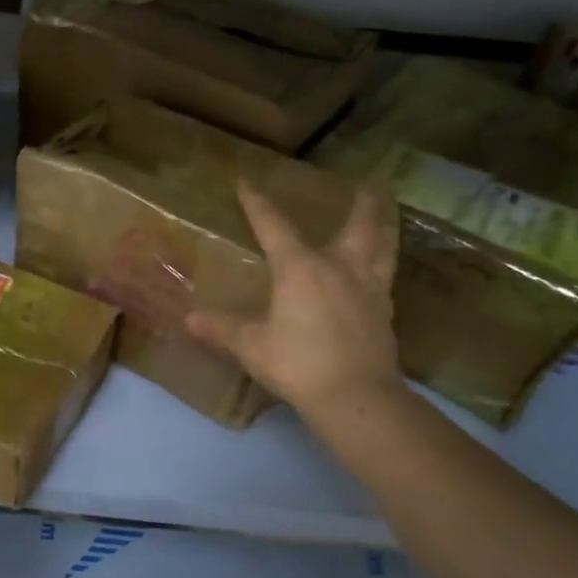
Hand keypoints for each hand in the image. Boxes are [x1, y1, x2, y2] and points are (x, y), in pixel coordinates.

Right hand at [187, 181, 405, 415]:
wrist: (355, 396)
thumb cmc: (298, 363)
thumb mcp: (252, 346)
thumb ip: (221, 329)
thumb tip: (188, 319)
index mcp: (301, 268)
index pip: (274, 226)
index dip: (257, 204)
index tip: (247, 182)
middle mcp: (339, 266)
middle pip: (358, 223)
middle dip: (361, 201)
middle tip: (368, 181)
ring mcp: (368, 287)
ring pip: (384, 244)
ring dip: (386, 224)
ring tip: (388, 212)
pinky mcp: (384, 310)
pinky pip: (386, 275)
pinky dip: (384, 262)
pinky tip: (380, 270)